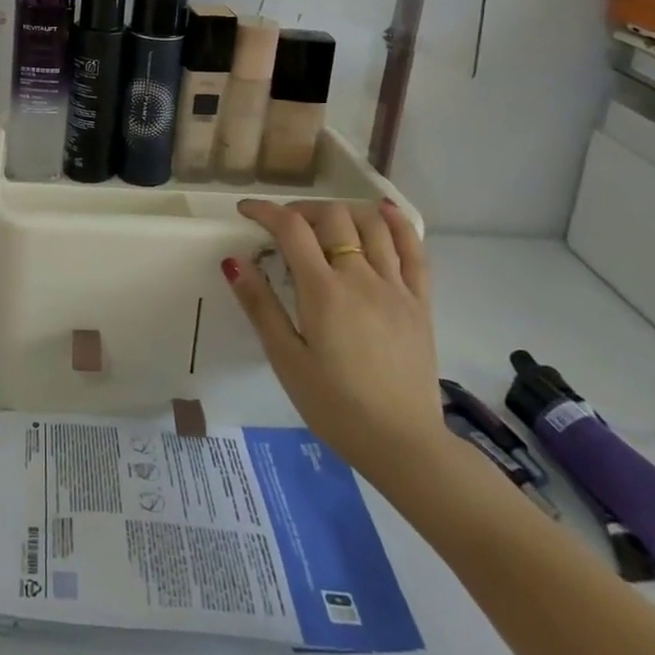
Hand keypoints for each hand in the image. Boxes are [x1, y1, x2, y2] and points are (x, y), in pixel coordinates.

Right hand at [223, 199, 447, 484]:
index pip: (291, 229)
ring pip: (371, 225)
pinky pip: (415, 250)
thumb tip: (235, 261)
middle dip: (301, 210)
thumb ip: (261, 306)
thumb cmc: (335, 406)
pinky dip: (398, 224)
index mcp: (323, 292)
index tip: (247, 210)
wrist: (403, 444)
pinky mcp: (420, 302)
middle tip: (283, 226)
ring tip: (324, 223)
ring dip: (342, 212)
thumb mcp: (286, 360)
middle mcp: (361, 277)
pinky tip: (384, 213)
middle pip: (332, 217)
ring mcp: (396, 287)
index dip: (266, 211)